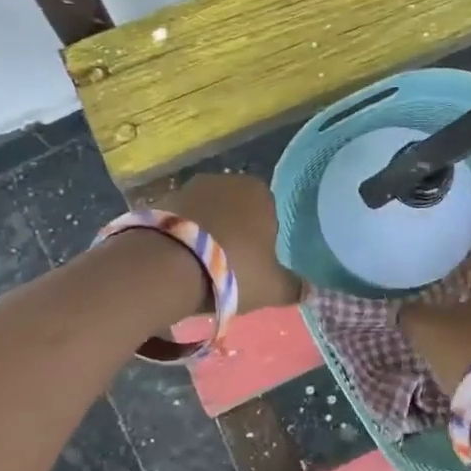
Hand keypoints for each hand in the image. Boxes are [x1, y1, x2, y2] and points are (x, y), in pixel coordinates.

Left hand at [160, 173, 302, 312]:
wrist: (166, 266)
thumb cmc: (231, 270)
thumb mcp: (271, 288)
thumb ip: (293, 287)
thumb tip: (310, 290)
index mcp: (260, 193)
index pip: (269, 213)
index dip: (264, 240)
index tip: (255, 265)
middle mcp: (227, 181)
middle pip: (237, 210)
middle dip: (234, 233)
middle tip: (228, 268)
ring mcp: (190, 187)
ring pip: (207, 214)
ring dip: (206, 233)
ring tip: (199, 268)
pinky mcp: (160, 199)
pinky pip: (180, 220)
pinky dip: (181, 236)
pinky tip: (177, 261)